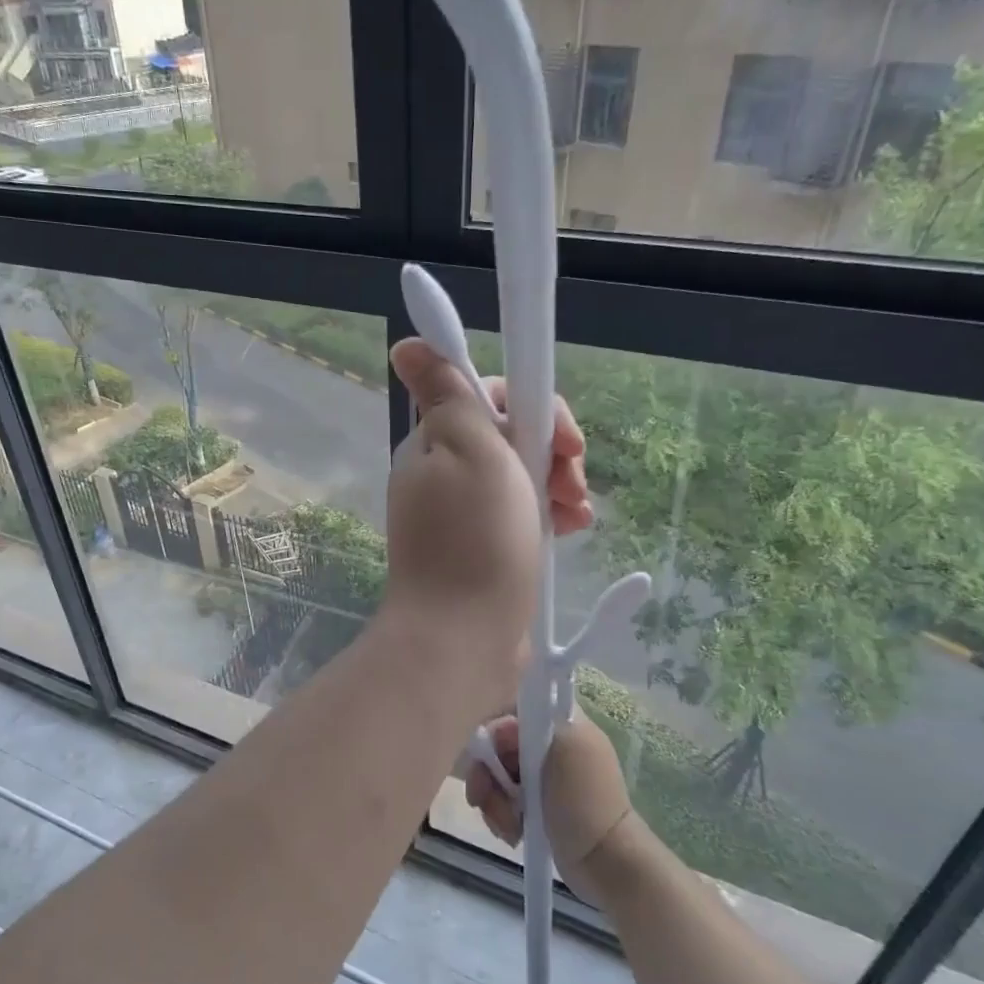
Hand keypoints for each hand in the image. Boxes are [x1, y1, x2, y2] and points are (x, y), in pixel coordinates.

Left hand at [382, 339, 543, 690]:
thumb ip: (447, 392)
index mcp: (433, 443)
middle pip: (507, 436)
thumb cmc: (474, 538)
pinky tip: (573, 529)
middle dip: (550, 449)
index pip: (484, 395)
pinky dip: (547, 514)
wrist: (464, 638)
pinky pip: (520, 513)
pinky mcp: (481, 549)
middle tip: (573, 476)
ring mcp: (461, 515)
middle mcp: (442, 473)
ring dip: (556, 483)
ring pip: (520, 475)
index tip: (559, 435)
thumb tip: (405, 344)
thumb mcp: (468, 449)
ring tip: (578, 511)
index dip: (529, 404)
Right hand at [464, 713, 635, 902]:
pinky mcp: (534, 805)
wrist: (606, 863)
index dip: (495, 731)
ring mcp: (541, 777)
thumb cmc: (585, 802)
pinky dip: (500, 815)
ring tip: (507, 826)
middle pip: (498, 744)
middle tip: (482, 799)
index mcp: (563, 722)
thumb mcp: (564, 748)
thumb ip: (531, 724)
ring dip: (493, 800)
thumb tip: (500, 726)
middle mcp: (550, 744)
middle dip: (487, 773)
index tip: (493, 757)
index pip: (511, 710)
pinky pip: (502, 798)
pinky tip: (512, 833)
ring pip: (496, 774)